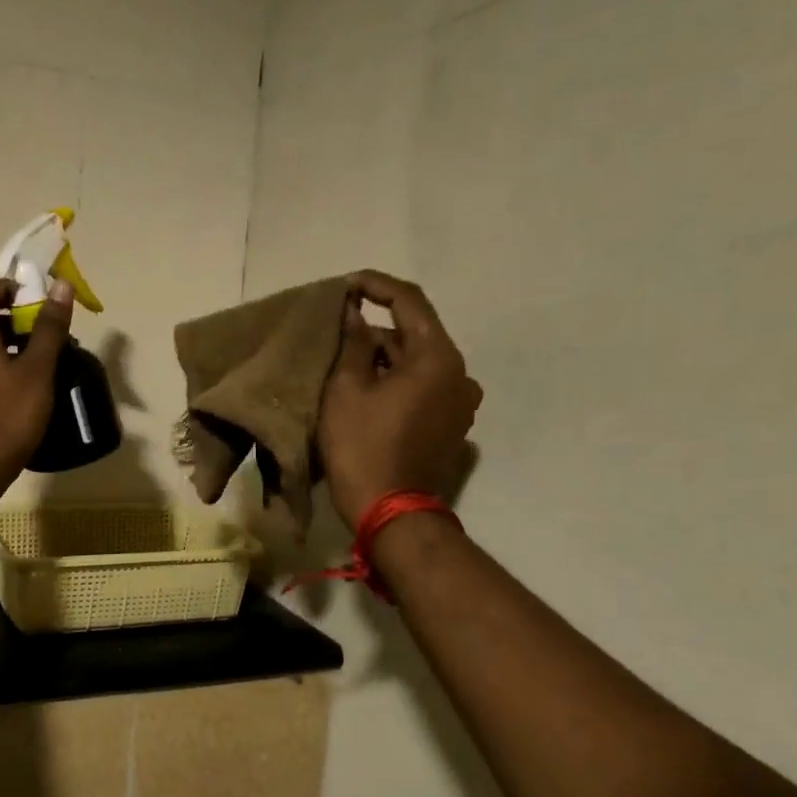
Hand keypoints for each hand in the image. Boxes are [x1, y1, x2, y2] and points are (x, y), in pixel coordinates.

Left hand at [0, 277, 73, 503]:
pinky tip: (31, 388)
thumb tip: (60, 285)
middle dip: (18, 318)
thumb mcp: (38, 370)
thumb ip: (49, 328)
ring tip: (47, 362)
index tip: (35, 301)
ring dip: (15, 344)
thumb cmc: (9, 416)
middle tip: (50, 334)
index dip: (7, 287)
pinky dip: (7, 366)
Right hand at [317, 270, 481, 529]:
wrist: (391, 511)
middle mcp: (460, 373)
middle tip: (336, 331)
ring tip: (345, 364)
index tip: (346, 284)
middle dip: (376, 329)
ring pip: (418, 362)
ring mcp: (460, 402)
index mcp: (438, 357)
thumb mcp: (346, 389)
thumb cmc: (363, 446)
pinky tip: (367, 392)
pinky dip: (397, 380)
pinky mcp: (452, 424)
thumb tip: (356, 314)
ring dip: (384, 357)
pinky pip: (424, 386)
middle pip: (415, 334)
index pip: (410, 301)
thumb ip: (353, 343)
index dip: (376, 285)